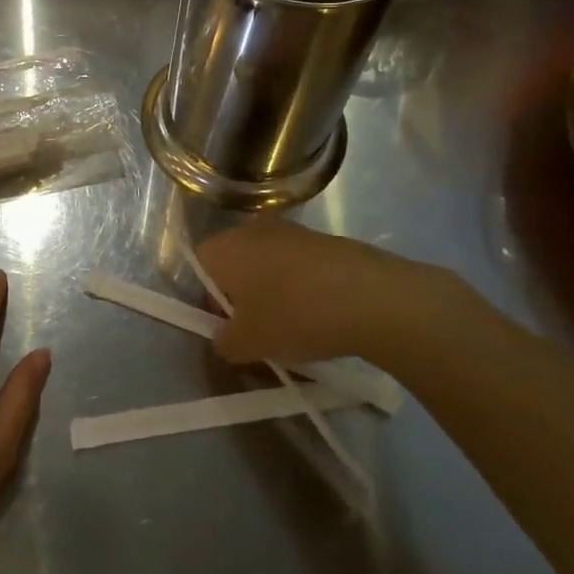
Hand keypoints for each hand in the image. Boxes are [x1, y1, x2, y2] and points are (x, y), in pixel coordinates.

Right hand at [196, 220, 479, 369]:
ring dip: (272, 288)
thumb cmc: (295, 316)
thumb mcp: (249, 344)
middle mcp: (252, 229)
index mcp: (224, 248)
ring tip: (292, 324)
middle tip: (256, 328)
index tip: (226, 326)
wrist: (375, 298)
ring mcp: (292, 230)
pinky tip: (322, 313)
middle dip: (240, 293)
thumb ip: (224, 342)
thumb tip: (223, 338)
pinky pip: (299, 263)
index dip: (206, 298)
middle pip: (233, 261)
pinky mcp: (326, 239)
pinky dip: (302, 285)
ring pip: (268, 261)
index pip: (198, 266)